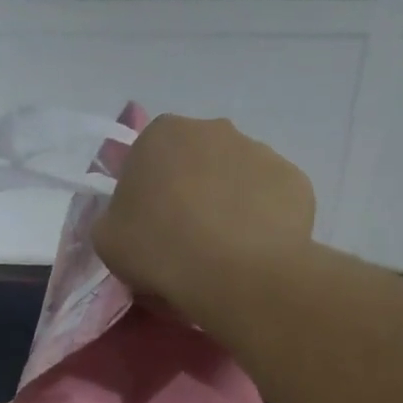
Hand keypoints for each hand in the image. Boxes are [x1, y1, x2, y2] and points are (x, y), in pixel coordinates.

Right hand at [93, 114, 315, 326]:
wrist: (235, 273)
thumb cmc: (160, 248)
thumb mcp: (107, 239)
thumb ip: (114, 217)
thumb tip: (132, 218)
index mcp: (162, 133)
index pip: (148, 158)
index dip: (147, 194)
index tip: (150, 227)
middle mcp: (214, 129)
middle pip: (196, 161)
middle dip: (192, 191)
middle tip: (187, 239)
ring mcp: (261, 151)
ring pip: (237, 178)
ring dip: (229, 204)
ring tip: (225, 251)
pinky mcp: (295, 180)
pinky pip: (271, 200)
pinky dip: (263, 220)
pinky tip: (255, 251)